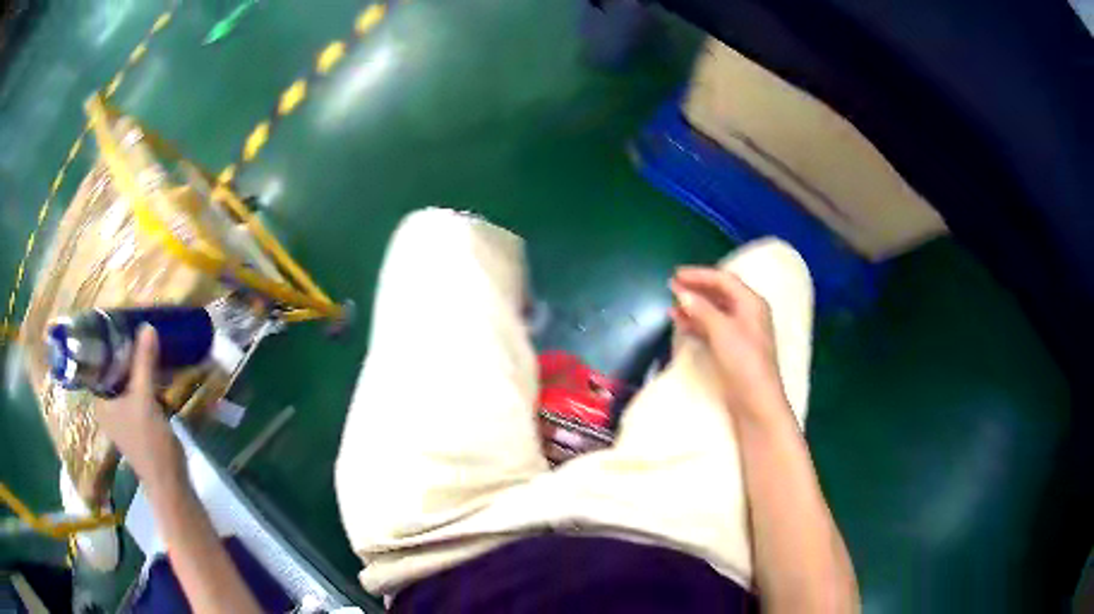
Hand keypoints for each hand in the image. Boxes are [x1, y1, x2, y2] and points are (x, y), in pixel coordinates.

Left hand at [93, 325, 185, 488]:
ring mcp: (123, 413)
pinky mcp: (138, 417)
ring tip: (145, 338)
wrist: (170, 480)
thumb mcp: (144, 400)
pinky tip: (154, 363)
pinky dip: (144, 375)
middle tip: (134, 324)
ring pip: (125, 378)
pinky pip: (137, 388)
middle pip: (112, 369)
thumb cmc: (149, 443)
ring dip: (135, 361)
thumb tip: (146, 325)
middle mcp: (107, 405)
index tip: (117, 320)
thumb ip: (144, 364)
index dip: (105, 342)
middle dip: (123, 349)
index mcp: (100, 401)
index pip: (96, 364)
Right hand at [670, 267, 787, 420]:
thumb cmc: (744, 362)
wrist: (755, 401)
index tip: (675, 274)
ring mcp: (740, 332)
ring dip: (694, 306)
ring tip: (671, 305)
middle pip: (719, 293)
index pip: (724, 280)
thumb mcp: (722, 331)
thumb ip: (702, 309)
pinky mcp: (732, 348)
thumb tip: (682, 293)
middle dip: (696, 289)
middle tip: (671, 287)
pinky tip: (681, 323)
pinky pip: (712, 327)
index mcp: (751, 303)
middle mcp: (748, 313)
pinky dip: (696, 323)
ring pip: (714, 311)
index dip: (699, 275)